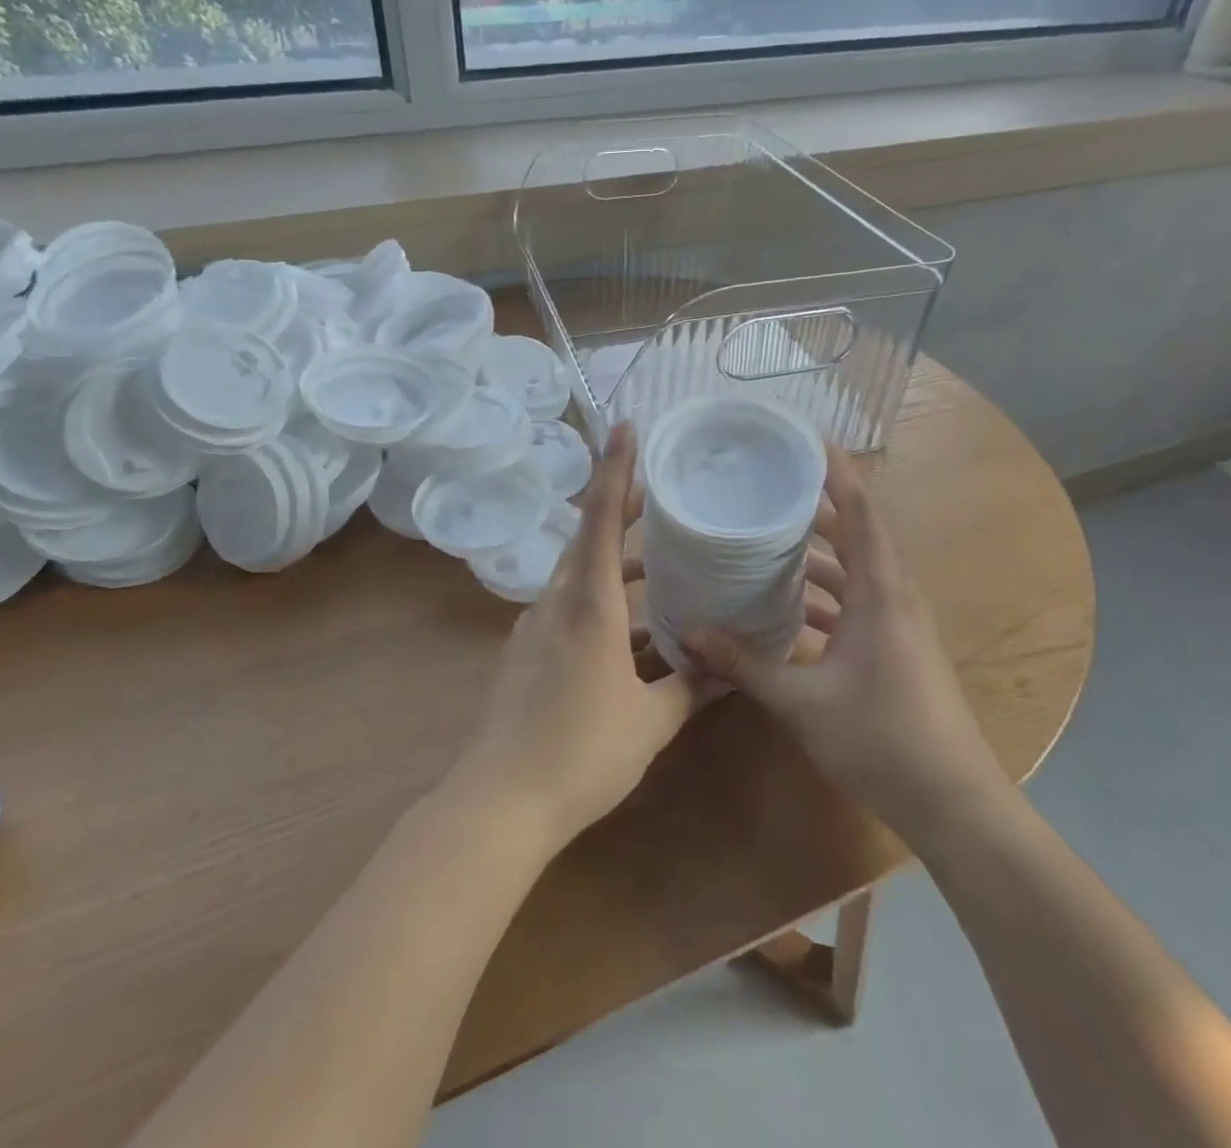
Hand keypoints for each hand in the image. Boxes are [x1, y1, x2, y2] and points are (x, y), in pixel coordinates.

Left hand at [452, 423, 704, 852]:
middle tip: (660, 493)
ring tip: (657, 561)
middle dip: (620, 509)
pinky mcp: (527, 651)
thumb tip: (731, 668)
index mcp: (588, 607)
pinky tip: (631, 628)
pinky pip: (568, 605)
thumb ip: (691, 688)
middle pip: (586, 537)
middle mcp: (557, 603)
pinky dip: (600, 598)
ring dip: (613, 560)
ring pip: (577, 573)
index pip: (599, 519)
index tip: (625, 427)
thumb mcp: (649, 723)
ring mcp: (536, 627)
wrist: (499, 803)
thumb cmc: (580, 755)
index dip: (614, 469)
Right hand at [684, 446, 1009, 833]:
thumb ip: (745, 663)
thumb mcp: (802, 701)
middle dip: (817, 502)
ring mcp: (898, 621)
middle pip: (857, 530)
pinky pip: (858, 598)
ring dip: (819, 549)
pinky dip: (826, 590)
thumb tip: (689, 633)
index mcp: (880, 590)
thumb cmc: (882, 740)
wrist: (953, 803)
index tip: (803, 438)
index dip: (835, 470)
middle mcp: (894, 594)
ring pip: (856, 567)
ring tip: (770, 533)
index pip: (860, 509)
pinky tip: (790, 603)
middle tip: (770, 481)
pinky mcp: (896, 645)